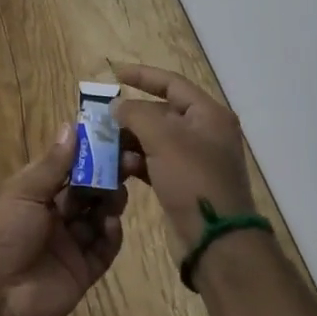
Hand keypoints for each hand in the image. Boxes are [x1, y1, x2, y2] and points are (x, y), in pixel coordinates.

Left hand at [0, 126, 127, 315]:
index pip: (67, 167)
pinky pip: (103, 249)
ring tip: (119, 191)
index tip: (112, 137)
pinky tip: (111, 223)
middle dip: (106, 176)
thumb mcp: (23, 192)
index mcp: (35, 193)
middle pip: (87, 191)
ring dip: (110, 202)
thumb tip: (70, 125)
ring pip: (98, 217)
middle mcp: (54, 216)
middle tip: (129, 161)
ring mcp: (69, 244)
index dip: (88, 153)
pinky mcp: (82, 271)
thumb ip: (52, 164)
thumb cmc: (1, 232)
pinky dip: (111, 235)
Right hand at [111, 63, 257, 259]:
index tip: (114, 73)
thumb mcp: (162, 138)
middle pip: (161, 112)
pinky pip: (154, 163)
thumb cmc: (193, 180)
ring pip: (154, 139)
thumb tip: (117, 107)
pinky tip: (117, 168)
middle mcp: (204, 133)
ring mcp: (194, 160)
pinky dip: (136, 162)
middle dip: (130, 115)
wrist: (216, 242)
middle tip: (101, 116)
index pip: (172, 83)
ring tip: (104, 145)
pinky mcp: (183, 184)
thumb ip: (135, 114)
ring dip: (129, 140)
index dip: (142, 76)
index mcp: (208, 114)